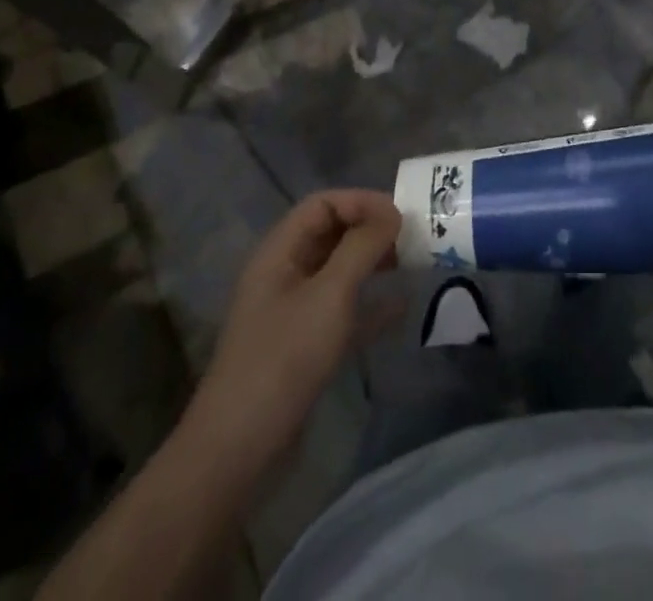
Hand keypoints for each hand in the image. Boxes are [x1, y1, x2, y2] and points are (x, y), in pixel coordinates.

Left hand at [186, 190, 401, 463]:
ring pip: (340, 270)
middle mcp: (285, 274)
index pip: (323, 204)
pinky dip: (371, 304)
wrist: (239, 451)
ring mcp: (294, 311)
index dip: (361, 202)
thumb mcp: (329, 294)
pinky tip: (403, 308)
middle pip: (332, 234)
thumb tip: (392, 213)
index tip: (400, 215)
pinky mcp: (305, 346)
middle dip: (372, 230)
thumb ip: (362, 247)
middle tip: (413, 238)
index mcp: (280, 252)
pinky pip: (344, 309)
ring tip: (413, 264)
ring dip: (375, 263)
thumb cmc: (284, 359)